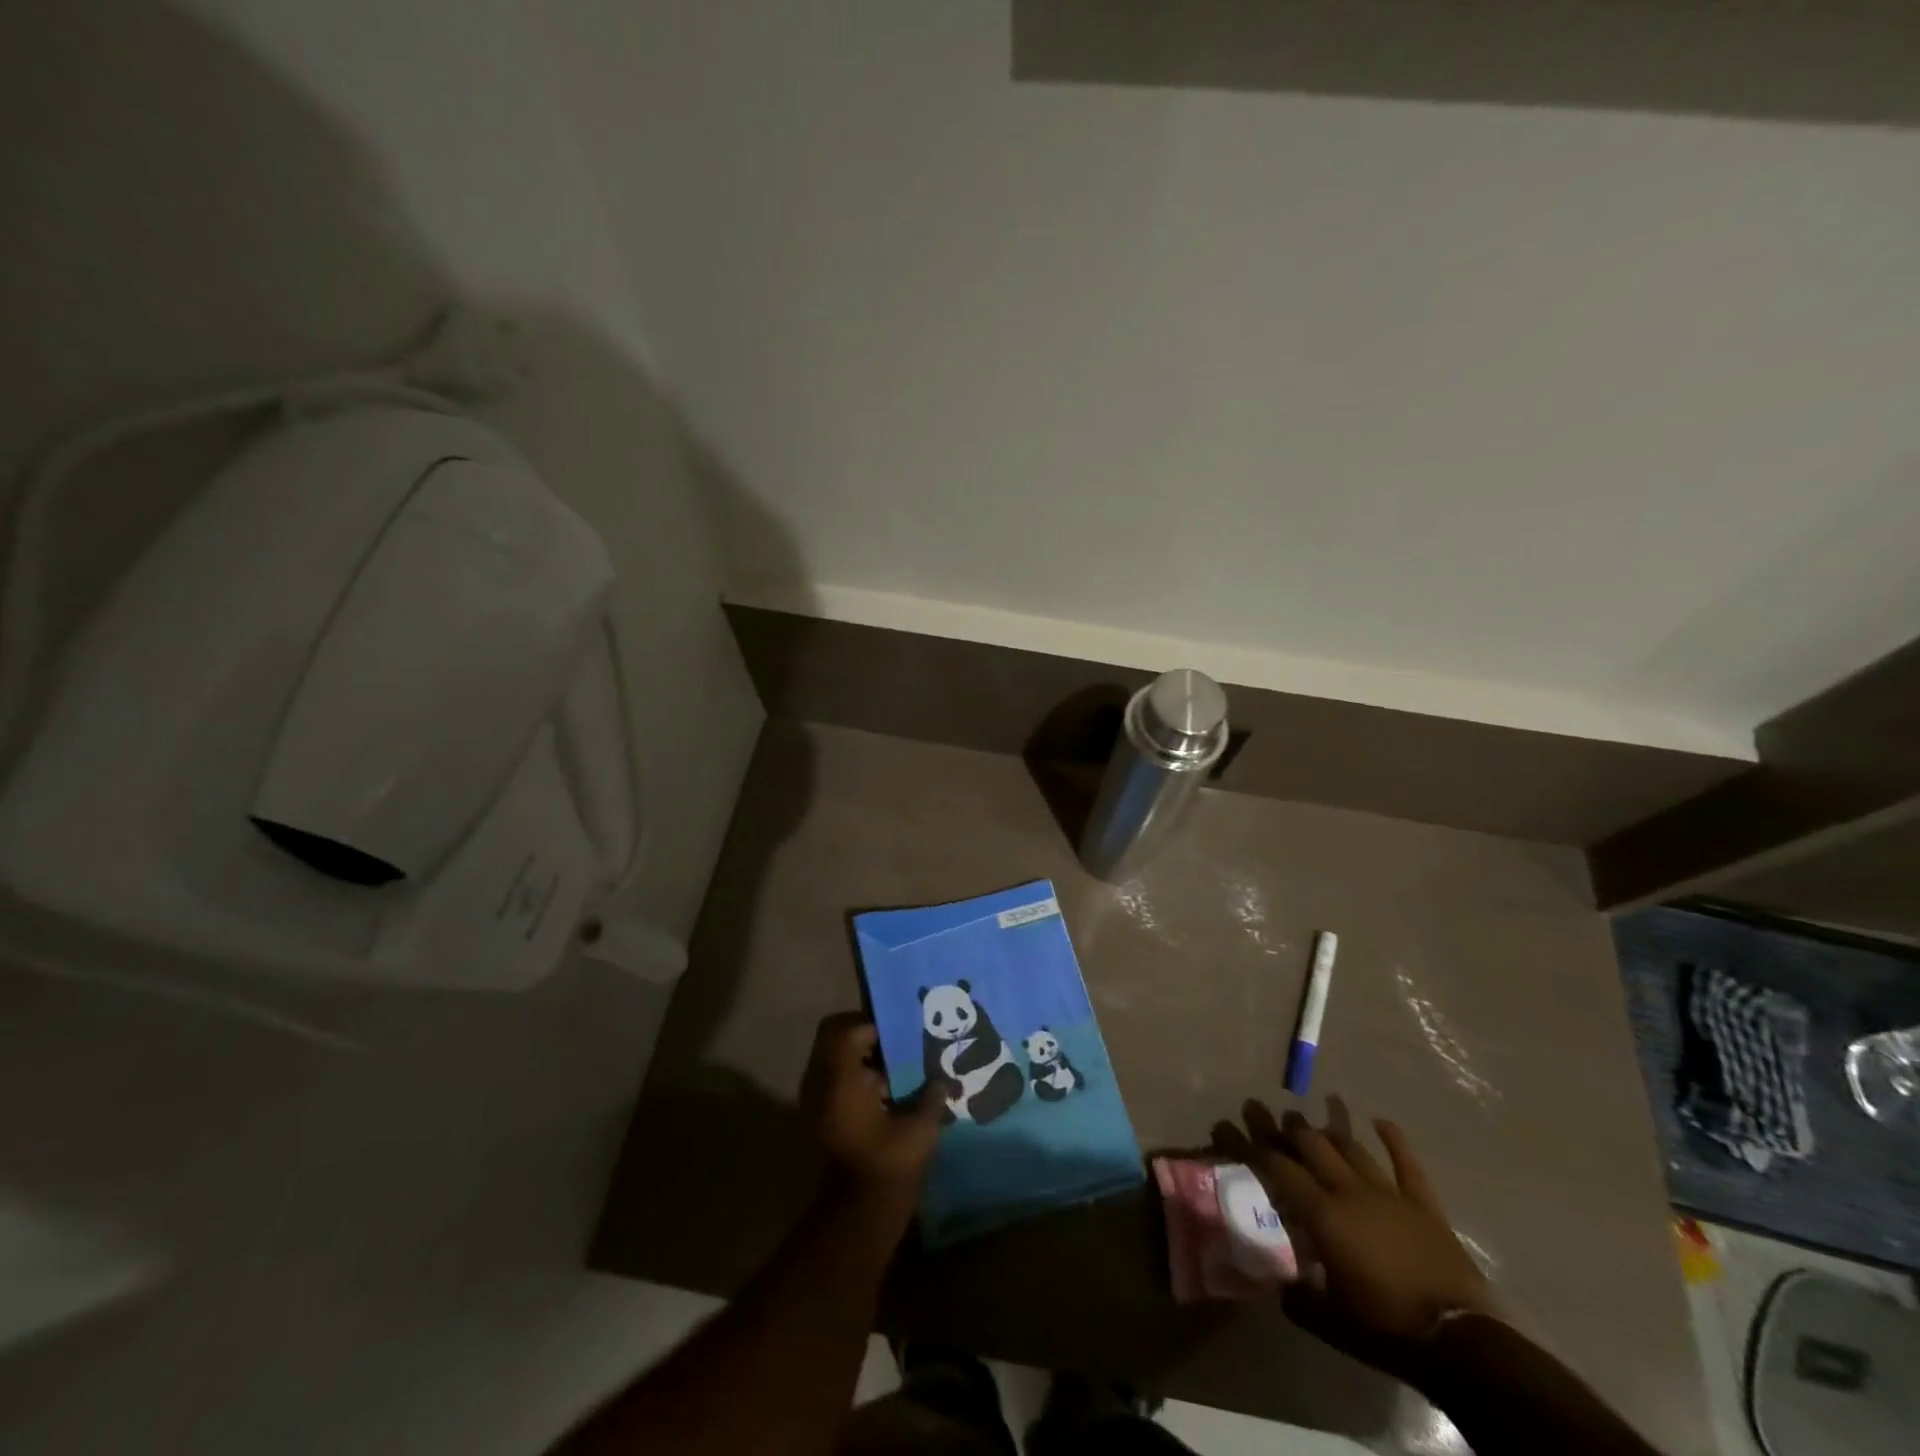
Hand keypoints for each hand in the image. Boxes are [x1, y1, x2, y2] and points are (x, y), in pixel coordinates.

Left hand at [801, 1014, 943, 1208]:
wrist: (859, 1215)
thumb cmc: (889, 1165)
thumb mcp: (920, 1127)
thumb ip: (932, 1094)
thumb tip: (943, 1078)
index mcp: (840, 1079)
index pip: (848, 1030)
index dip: (875, 1026)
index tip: (902, 1034)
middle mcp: (821, 1084)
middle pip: (835, 1039)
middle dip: (866, 1038)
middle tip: (898, 1045)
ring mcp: (816, 1102)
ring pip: (834, 1060)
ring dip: (862, 1058)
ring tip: (898, 1068)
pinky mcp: (822, 1118)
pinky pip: (835, 1081)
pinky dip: (857, 1078)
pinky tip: (888, 1092)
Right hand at [1215, 1097, 1497, 1378]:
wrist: (1460, 1340)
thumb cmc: (1387, 1328)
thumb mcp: (1331, 1322)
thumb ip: (1300, 1297)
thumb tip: (1281, 1284)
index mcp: (1323, 1214)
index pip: (1278, 1167)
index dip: (1251, 1144)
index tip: (1229, 1126)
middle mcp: (1350, 1191)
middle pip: (1312, 1145)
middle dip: (1285, 1126)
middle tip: (1266, 1113)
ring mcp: (1389, 1192)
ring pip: (1351, 1147)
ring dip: (1328, 1130)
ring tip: (1312, 1120)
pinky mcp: (1423, 1204)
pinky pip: (1406, 1163)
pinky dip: (1393, 1139)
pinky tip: (1380, 1120)